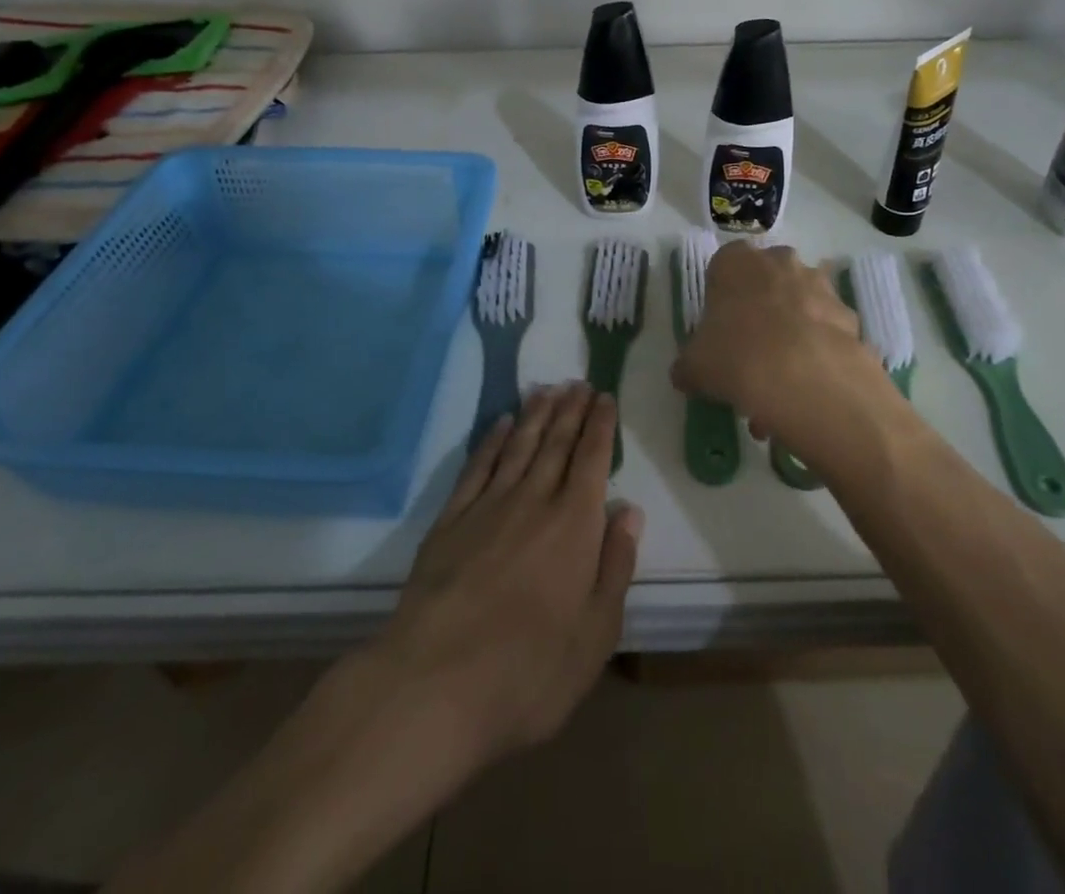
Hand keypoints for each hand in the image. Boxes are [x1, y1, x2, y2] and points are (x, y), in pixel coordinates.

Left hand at [372, 382, 642, 764]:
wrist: (435, 683)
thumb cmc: (529, 670)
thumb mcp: (596, 634)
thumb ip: (615, 567)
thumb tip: (629, 512)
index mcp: (574, 526)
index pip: (592, 460)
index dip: (600, 426)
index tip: (605, 397)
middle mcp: (534, 501)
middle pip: (556, 443)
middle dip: (570, 410)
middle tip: (578, 382)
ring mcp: (488, 507)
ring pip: (518, 446)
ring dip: (535, 415)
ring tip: (547, 389)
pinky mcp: (450, 521)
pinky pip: (477, 467)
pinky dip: (491, 441)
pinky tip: (499, 425)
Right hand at [670, 243, 910, 471]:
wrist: (808, 379)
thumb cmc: (737, 356)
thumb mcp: (694, 366)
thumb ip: (688, 365)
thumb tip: (685, 374)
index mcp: (736, 261)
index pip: (723, 267)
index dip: (720, 300)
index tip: (719, 332)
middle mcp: (780, 262)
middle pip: (766, 284)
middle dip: (760, 315)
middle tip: (749, 356)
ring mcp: (820, 286)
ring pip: (798, 308)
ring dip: (790, 337)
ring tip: (779, 387)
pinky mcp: (849, 316)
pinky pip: (826, 333)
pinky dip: (817, 355)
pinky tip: (806, 391)